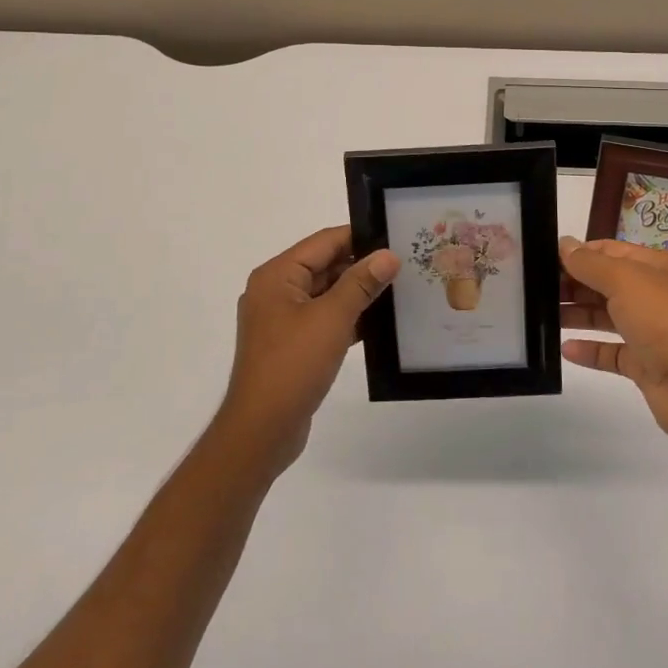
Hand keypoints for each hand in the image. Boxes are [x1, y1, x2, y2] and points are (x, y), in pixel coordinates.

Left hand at [218, 225, 398, 472]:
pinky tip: (380, 322)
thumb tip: (388, 255)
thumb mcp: (332, 318)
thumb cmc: (293, 365)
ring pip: (326, 293)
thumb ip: (361, 283)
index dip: (360, 237)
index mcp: (277, 275)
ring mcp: (282, 320)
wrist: (262, 430)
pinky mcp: (292, 345)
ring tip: (400, 289)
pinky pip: (324, 319)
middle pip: (324, 265)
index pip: (324, 242)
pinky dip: (348, 317)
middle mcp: (275, 291)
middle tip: (405, 264)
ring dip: (358, 292)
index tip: (396, 238)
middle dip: (362, 265)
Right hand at [559, 237, 667, 445]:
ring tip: (540, 317)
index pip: (608, 252)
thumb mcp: (625, 281)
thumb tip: (565, 244)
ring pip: (605, 317)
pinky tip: (565, 350)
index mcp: (652, 267)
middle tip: (532, 290)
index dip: (578, 254)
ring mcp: (649, 332)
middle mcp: (652, 295)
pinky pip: (611, 353)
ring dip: (576, 315)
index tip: (541, 260)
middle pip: (604, 284)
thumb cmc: (664, 321)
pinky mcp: (645, 365)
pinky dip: (589, 351)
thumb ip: (590, 264)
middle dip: (572, 284)